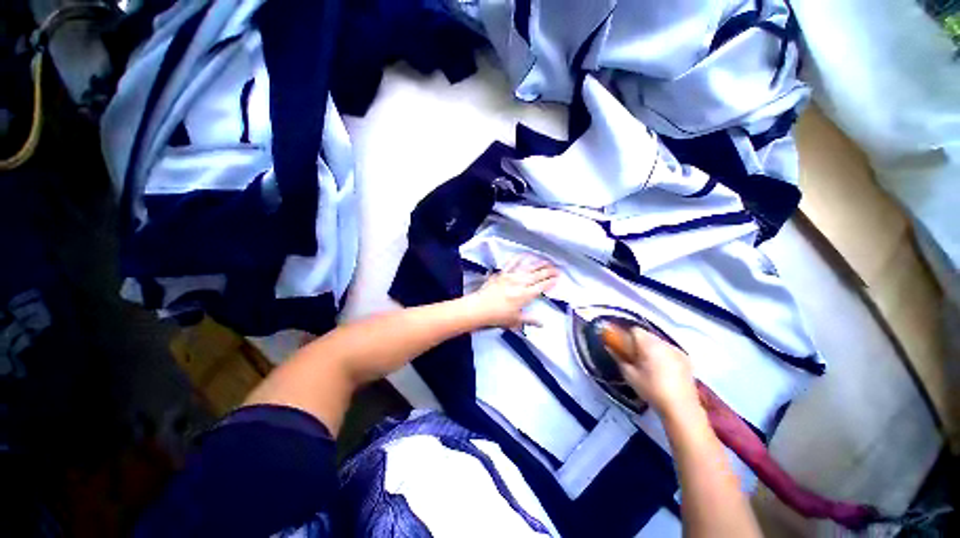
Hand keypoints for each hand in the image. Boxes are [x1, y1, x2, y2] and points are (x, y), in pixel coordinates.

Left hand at [466, 255, 558, 328]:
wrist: (479, 308)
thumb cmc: (497, 316)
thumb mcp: (515, 320)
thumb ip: (530, 320)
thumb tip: (542, 323)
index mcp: (525, 295)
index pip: (541, 286)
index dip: (551, 282)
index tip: (557, 278)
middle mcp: (520, 283)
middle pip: (537, 275)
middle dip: (549, 271)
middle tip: (557, 269)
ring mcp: (510, 276)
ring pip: (528, 267)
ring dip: (538, 263)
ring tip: (547, 260)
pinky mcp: (502, 272)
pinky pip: (512, 262)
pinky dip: (520, 257)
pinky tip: (526, 254)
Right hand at [616, 328, 699, 416]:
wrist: (681, 408)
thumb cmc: (651, 390)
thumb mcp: (629, 375)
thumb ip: (618, 358)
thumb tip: (609, 348)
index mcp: (650, 345)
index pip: (634, 330)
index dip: (626, 337)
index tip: (623, 348)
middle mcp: (664, 343)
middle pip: (646, 335)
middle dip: (638, 343)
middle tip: (634, 358)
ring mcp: (677, 350)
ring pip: (658, 342)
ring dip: (651, 348)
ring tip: (649, 365)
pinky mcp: (686, 359)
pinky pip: (669, 350)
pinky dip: (663, 355)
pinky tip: (663, 370)